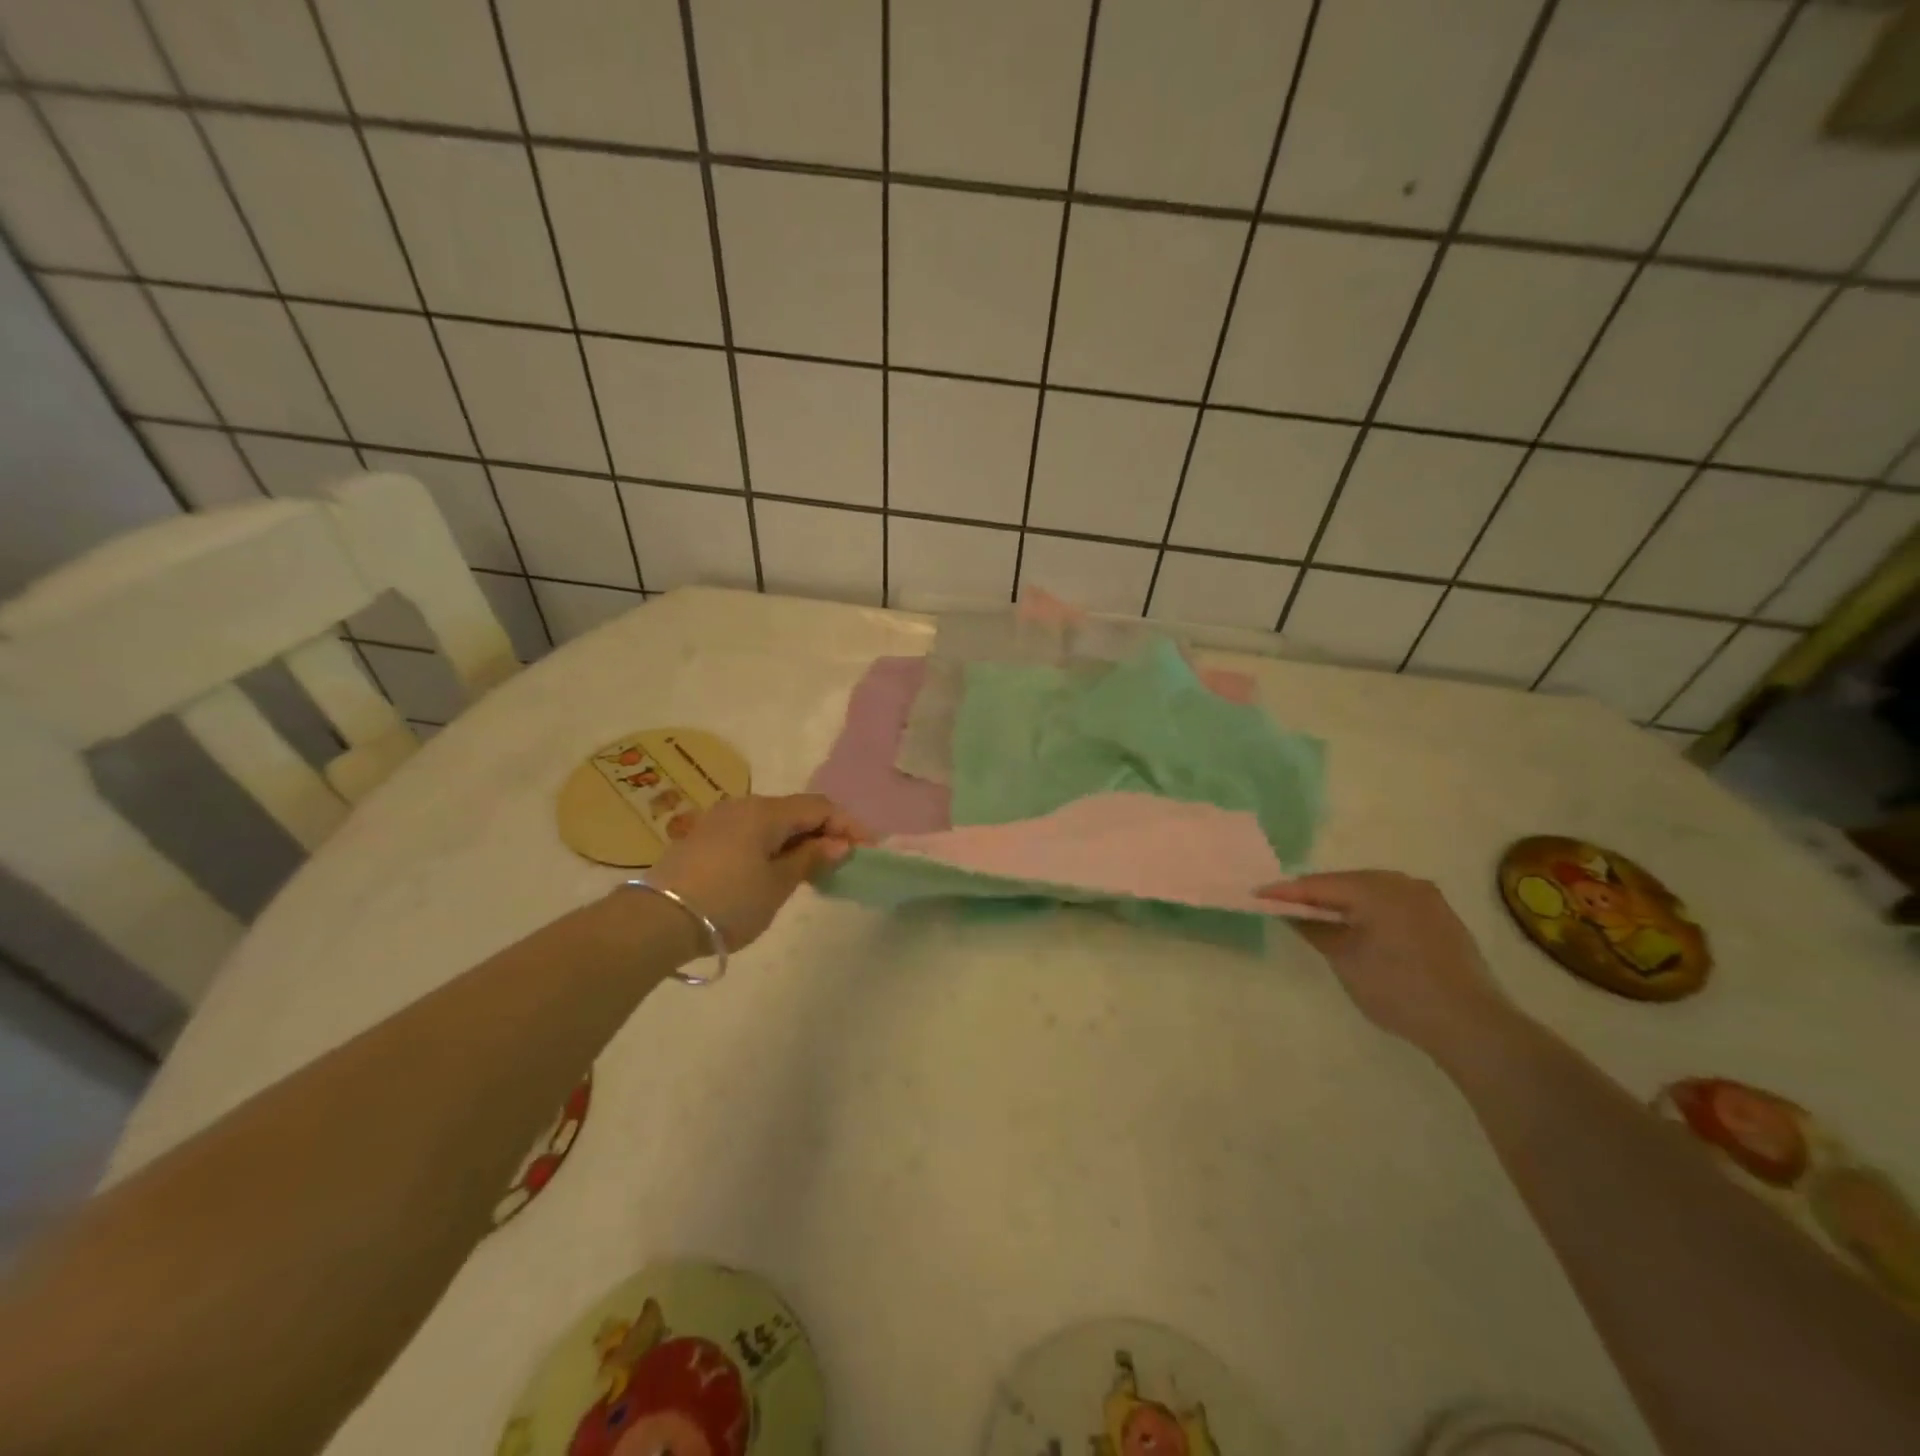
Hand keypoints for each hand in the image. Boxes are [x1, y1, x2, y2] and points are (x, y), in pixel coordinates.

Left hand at [646, 794, 869, 951]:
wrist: (654, 922)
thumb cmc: (727, 902)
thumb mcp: (777, 885)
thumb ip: (810, 859)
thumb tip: (838, 844)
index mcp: (766, 811)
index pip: (820, 807)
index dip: (848, 825)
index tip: (868, 850)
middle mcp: (743, 805)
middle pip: (795, 811)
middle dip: (824, 832)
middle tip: (843, 861)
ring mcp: (719, 820)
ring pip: (771, 822)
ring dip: (797, 840)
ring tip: (813, 869)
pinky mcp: (703, 838)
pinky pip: (751, 833)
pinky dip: (772, 846)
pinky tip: (776, 870)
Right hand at [1260, 871, 1514, 1063]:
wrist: (1472, 1024)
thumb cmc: (1397, 988)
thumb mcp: (1344, 959)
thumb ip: (1313, 928)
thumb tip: (1291, 912)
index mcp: (1375, 887)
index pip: (1318, 884)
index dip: (1286, 891)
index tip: (1257, 894)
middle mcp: (1403, 883)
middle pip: (1346, 882)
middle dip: (1316, 894)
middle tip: (1286, 907)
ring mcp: (1428, 899)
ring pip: (1372, 892)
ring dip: (1345, 903)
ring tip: (1320, 918)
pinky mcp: (1442, 918)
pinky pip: (1394, 905)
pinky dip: (1371, 912)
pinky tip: (1361, 929)